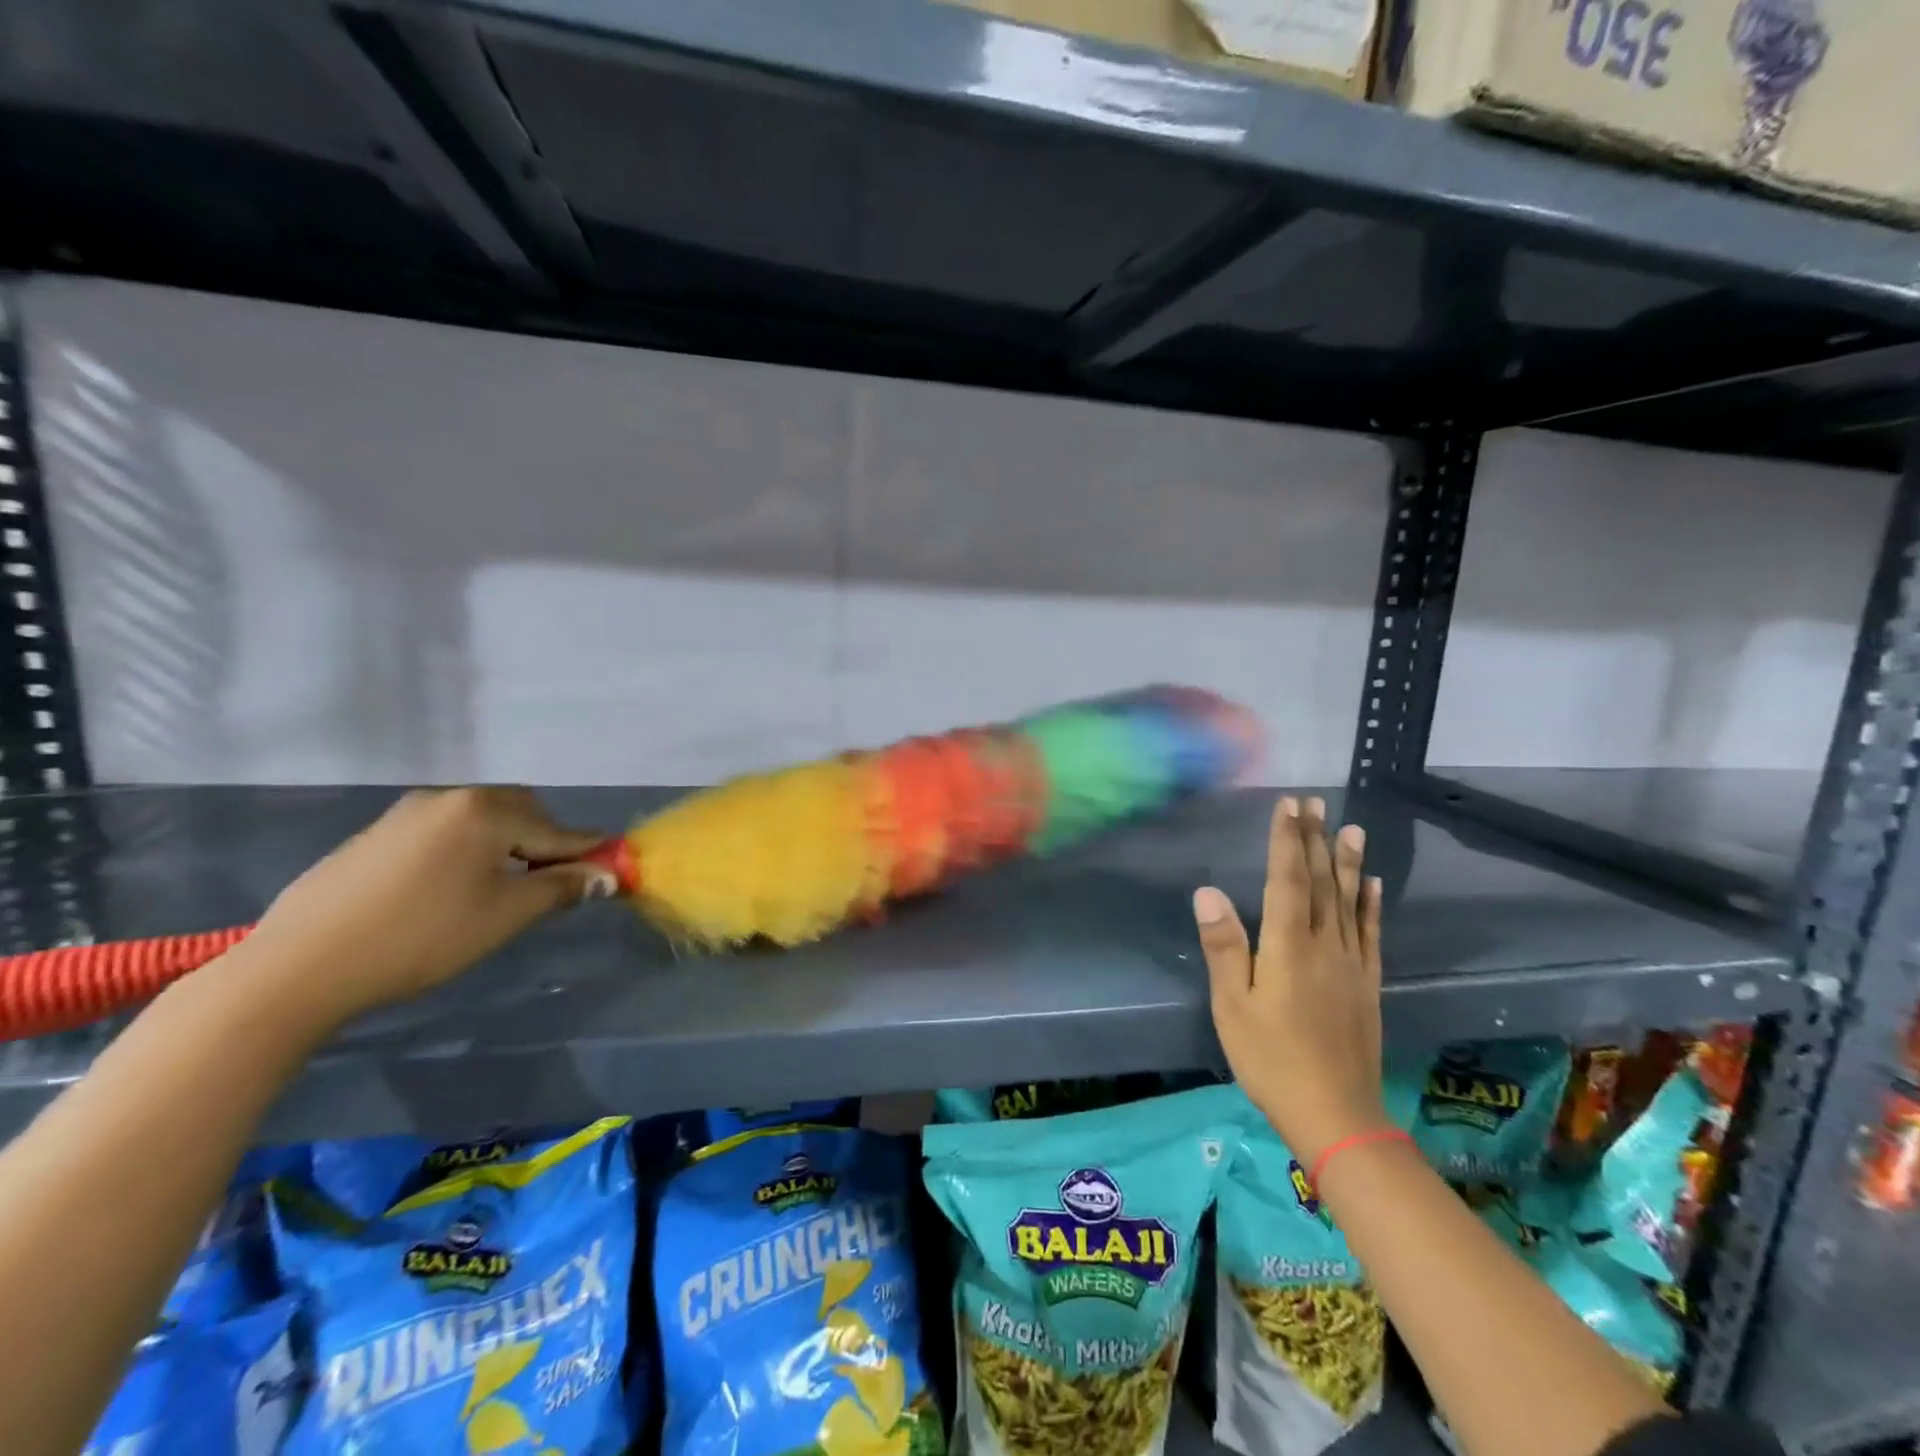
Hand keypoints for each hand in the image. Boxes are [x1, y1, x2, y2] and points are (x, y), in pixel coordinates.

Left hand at [241, 787, 616, 1025]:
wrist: (298, 967)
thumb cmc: (421, 937)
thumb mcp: (504, 915)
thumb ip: (560, 888)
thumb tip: (606, 876)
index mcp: (486, 810)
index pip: (557, 830)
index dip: (587, 854)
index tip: (610, 873)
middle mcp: (450, 798)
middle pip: (520, 812)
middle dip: (543, 843)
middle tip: (546, 886)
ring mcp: (406, 813)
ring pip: (479, 821)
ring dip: (503, 846)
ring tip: (498, 891)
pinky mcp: (374, 835)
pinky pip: (442, 833)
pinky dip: (464, 852)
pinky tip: (448, 891)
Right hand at [1193, 795, 1389, 1162]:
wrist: (1336, 1115)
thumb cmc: (1270, 1059)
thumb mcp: (1232, 1006)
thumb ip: (1224, 946)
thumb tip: (1208, 890)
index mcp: (1287, 946)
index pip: (1287, 880)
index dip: (1286, 840)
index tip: (1288, 806)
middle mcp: (1323, 945)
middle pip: (1321, 882)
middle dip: (1315, 839)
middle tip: (1316, 803)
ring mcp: (1350, 964)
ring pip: (1348, 901)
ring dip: (1347, 862)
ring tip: (1351, 828)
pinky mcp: (1366, 984)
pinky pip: (1370, 934)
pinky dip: (1371, 905)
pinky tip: (1373, 884)